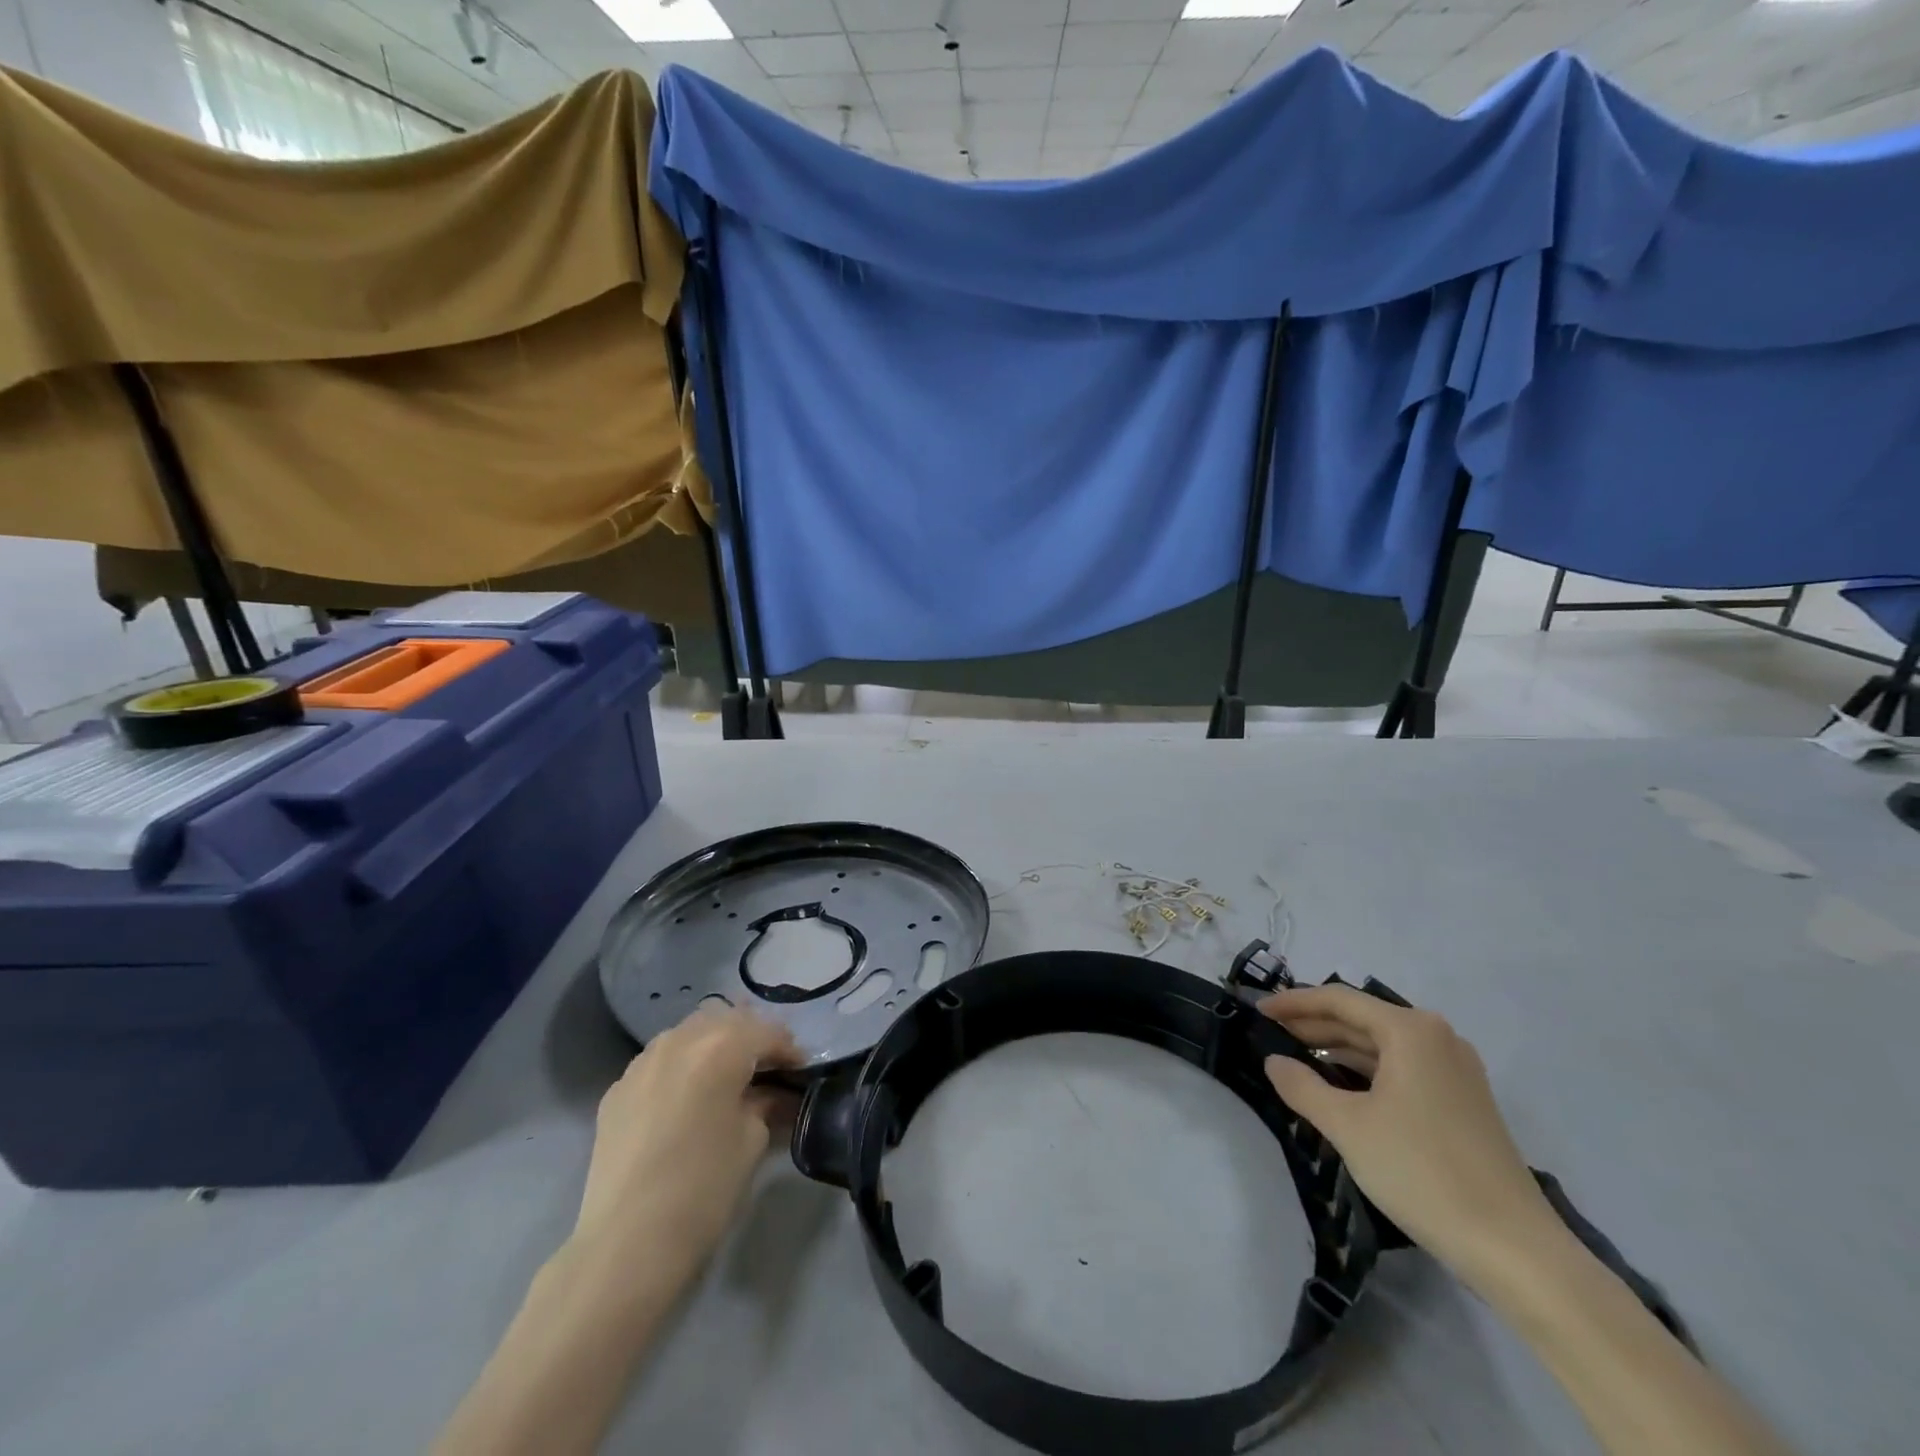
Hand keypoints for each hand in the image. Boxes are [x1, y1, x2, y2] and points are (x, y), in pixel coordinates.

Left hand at [573, 1007, 801, 1277]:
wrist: (626, 1244)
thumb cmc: (703, 1189)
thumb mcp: (751, 1141)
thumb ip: (766, 1104)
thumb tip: (773, 1095)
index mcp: (721, 1045)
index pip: (767, 1032)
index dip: (789, 1050)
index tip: (801, 1070)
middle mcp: (680, 1039)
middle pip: (726, 1020)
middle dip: (751, 1038)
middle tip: (767, 1069)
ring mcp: (642, 1062)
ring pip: (689, 1033)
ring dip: (713, 1046)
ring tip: (726, 1077)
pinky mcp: (617, 1089)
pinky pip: (659, 1061)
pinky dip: (681, 1067)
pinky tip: (687, 1099)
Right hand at [1259, 984, 1560, 1287]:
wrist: (1515, 1249)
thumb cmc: (1421, 1171)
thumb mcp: (1347, 1126)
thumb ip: (1301, 1086)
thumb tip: (1273, 1061)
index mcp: (1410, 1030)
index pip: (1338, 1000)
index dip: (1293, 1003)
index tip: (1257, 1010)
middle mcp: (1436, 1037)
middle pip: (1361, 1018)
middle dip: (1312, 1025)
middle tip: (1269, 1035)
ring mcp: (1454, 1069)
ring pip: (1380, 1045)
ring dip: (1336, 1049)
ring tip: (1294, 1058)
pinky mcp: (1462, 1100)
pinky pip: (1400, 1068)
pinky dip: (1364, 1071)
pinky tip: (1337, 1087)